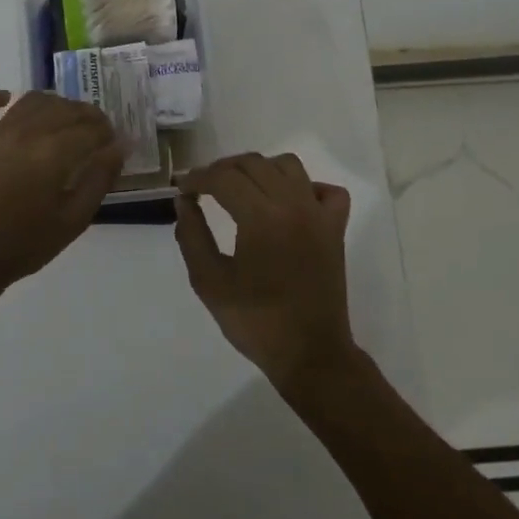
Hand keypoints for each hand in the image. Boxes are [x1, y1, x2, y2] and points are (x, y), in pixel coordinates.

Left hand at [0, 89, 124, 294]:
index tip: (114, 142)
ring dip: (53, 103)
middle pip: (64, 109)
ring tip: (63, 118)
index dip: (108, 132)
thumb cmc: (24, 245)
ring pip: (29, 102)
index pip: (91, 128)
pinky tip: (4, 98)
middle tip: (96, 132)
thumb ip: (99, 180)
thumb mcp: (73, 220)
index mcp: (53, 153)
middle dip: (87, 116)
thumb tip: (120, 147)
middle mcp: (25, 133)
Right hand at [174, 152, 360, 393]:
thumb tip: (184, 201)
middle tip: (203, 187)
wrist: (310, 354)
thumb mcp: (209, 282)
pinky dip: (306, 187)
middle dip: (222, 169)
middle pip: (253, 164)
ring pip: (288, 165)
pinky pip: (326, 190)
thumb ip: (192, 235)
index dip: (198, 178)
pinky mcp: (336, 228)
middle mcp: (293, 204)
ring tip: (241, 188)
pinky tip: (288, 202)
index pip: (224, 178)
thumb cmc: (255, 322)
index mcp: (261, 217)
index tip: (182, 188)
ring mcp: (319, 214)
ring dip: (260, 168)